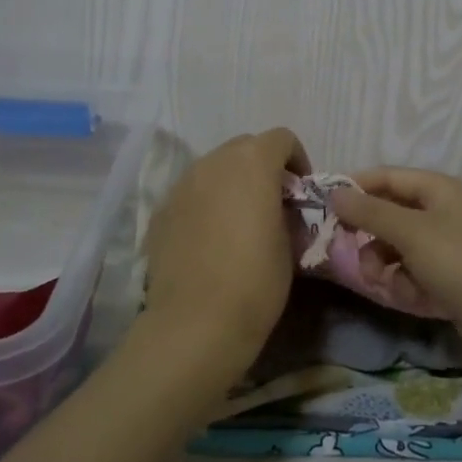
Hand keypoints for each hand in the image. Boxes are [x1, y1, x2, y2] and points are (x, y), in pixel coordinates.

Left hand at [139, 128, 310, 388]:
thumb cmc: (256, 280)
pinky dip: (205, 203)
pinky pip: (191, 194)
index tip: (301, 193)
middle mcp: (213, 162)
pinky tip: (210, 239)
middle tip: (272, 203)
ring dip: (232, 183)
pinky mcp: (160, 212)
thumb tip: (278, 207)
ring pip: (213, 168)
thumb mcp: (291, 241)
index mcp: (252, 162)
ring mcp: (181, 185)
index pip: (281, 138)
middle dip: (262, 166)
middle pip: (244, 146)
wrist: (196, 323)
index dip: (297, 160)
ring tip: (239, 221)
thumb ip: (286, 209)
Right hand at [332, 168, 461, 380]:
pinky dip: (406, 284)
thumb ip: (370, 212)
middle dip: (370, 236)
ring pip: (397, 247)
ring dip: (385, 265)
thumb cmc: (461, 263)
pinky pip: (412, 273)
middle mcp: (442, 211)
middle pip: (389, 214)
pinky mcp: (449, 278)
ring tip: (385, 282)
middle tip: (350, 253)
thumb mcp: (411, 232)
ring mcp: (447, 246)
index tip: (323, 208)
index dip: (355, 188)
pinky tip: (412, 298)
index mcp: (438, 189)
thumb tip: (335, 193)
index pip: (386, 177)